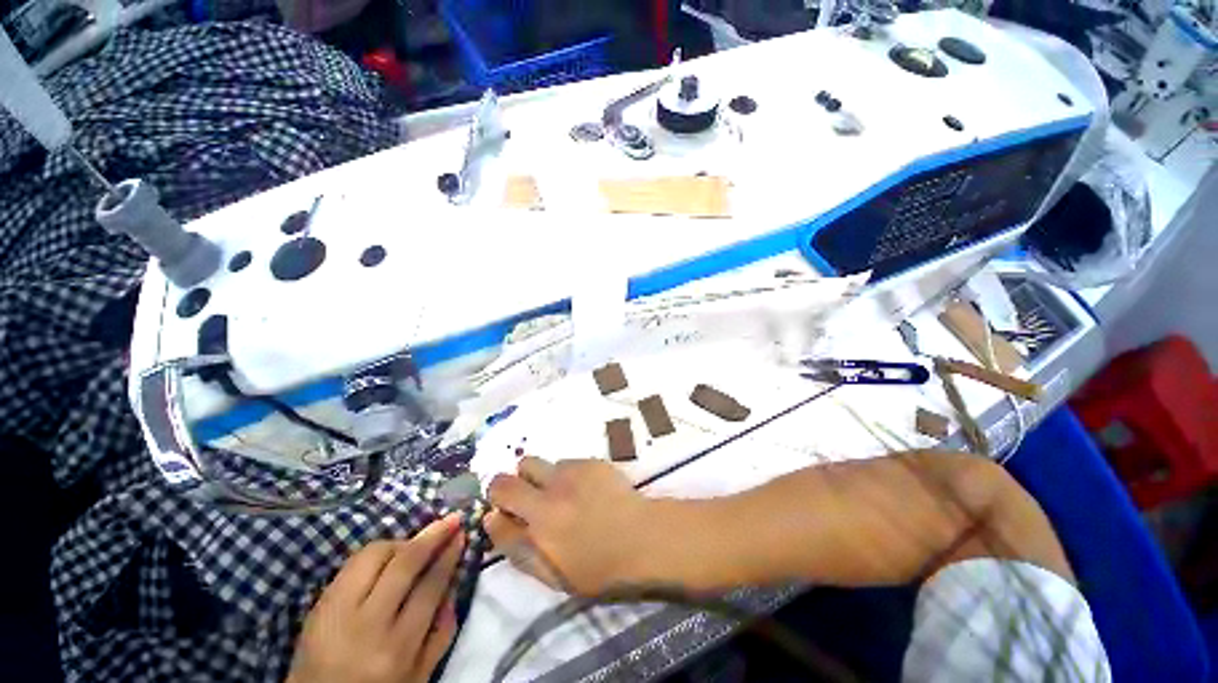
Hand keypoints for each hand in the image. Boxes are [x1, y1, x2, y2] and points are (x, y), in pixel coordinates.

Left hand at [287, 515, 464, 682]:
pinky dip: (376, 553)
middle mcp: (367, 626)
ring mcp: (337, 612)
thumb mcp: (418, 676)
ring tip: (417, 543)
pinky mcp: (317, 604)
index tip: (461, 534)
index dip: (448, 556)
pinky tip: (389, 555)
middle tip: (451, 519)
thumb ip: (441, 634)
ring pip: (374, 555)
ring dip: (402, 541)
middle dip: (431, 536)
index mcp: (396, 649)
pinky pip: (351, 564)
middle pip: (403, 564)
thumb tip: (455, 583)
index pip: (429, 587)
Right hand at [485, 458, 654, 595]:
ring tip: (563, 495)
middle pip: (514, 472)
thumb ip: (516, 546)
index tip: (505, 510)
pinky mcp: (591, 462)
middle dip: (512, 484)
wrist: (642, 536)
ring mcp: (573, 472)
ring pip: (541, 465)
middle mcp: (551, 490)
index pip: (499, 494)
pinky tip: (586, 489)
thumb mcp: (551, 573)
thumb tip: (491, 517)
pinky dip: (568, 474)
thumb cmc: (598, 566)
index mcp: (539, 520)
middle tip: (530, 499)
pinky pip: (567, 462)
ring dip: (543, 478)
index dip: (496, 501)